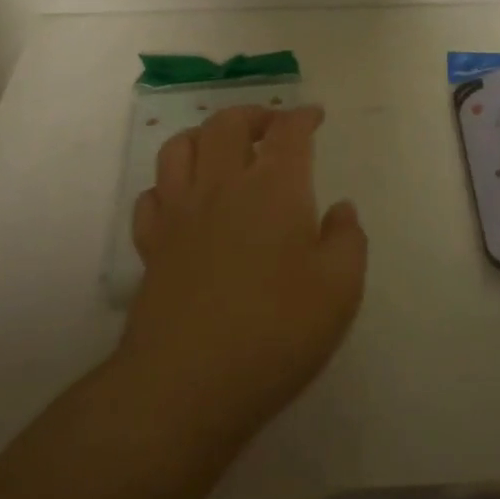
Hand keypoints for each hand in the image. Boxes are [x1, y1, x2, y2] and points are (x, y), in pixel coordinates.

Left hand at [121, 105, 367, 443]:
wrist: (186, 383)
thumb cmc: (276, 332)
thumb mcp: (340, 289)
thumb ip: (348, 240)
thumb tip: (340, 210)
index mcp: (274, 188)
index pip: (288, 132)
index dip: (303, 117)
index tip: (315, 117)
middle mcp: (222, 186)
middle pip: (227, 124)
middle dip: (253, 114)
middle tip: (272, 127)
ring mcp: (180, 214)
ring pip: (180, 147)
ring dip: (204, 135)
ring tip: (223, 149)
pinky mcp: (151, 245)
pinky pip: (152, 195)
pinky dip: (168, 184)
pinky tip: (184, 199)